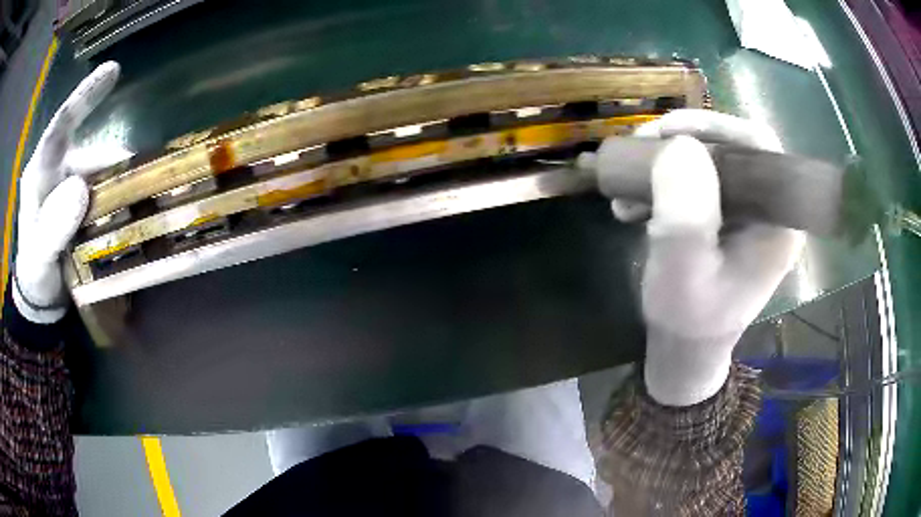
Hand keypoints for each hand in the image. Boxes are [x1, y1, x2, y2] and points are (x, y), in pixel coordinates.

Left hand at [13, 62, 119, 323]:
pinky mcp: (82, 202)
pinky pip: (105, 192)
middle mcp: (57, 170)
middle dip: (114, 164)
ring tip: (142, 202)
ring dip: (121, 184)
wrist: (41, 295)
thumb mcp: (39, 257)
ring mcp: (71, 185)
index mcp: (40, 172)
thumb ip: (52, 228)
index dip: (86, 96)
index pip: (61, 125)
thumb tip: (80, 188)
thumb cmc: (35, 274)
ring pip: (101, 174)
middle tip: (142, 179)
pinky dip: (119, 198)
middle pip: (90, 153)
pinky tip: (131, 211)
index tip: (113, 71)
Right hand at [598, 109, 803, 405]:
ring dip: (664, 162)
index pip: (759, 146)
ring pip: (709, 160)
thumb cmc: (688, 320)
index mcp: (777, 220)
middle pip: (732, 147)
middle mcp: (767, 209)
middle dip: (681, 142)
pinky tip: (632, 201)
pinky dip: (662, 181)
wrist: (683, 349)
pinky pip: (695, 180)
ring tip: (626, 183)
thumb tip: (678, 145)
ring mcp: (745, 212)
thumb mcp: (683, 272)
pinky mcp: (724, 216)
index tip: (668, 133)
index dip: (716, 126)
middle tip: (639, 150)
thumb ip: (686, 214)